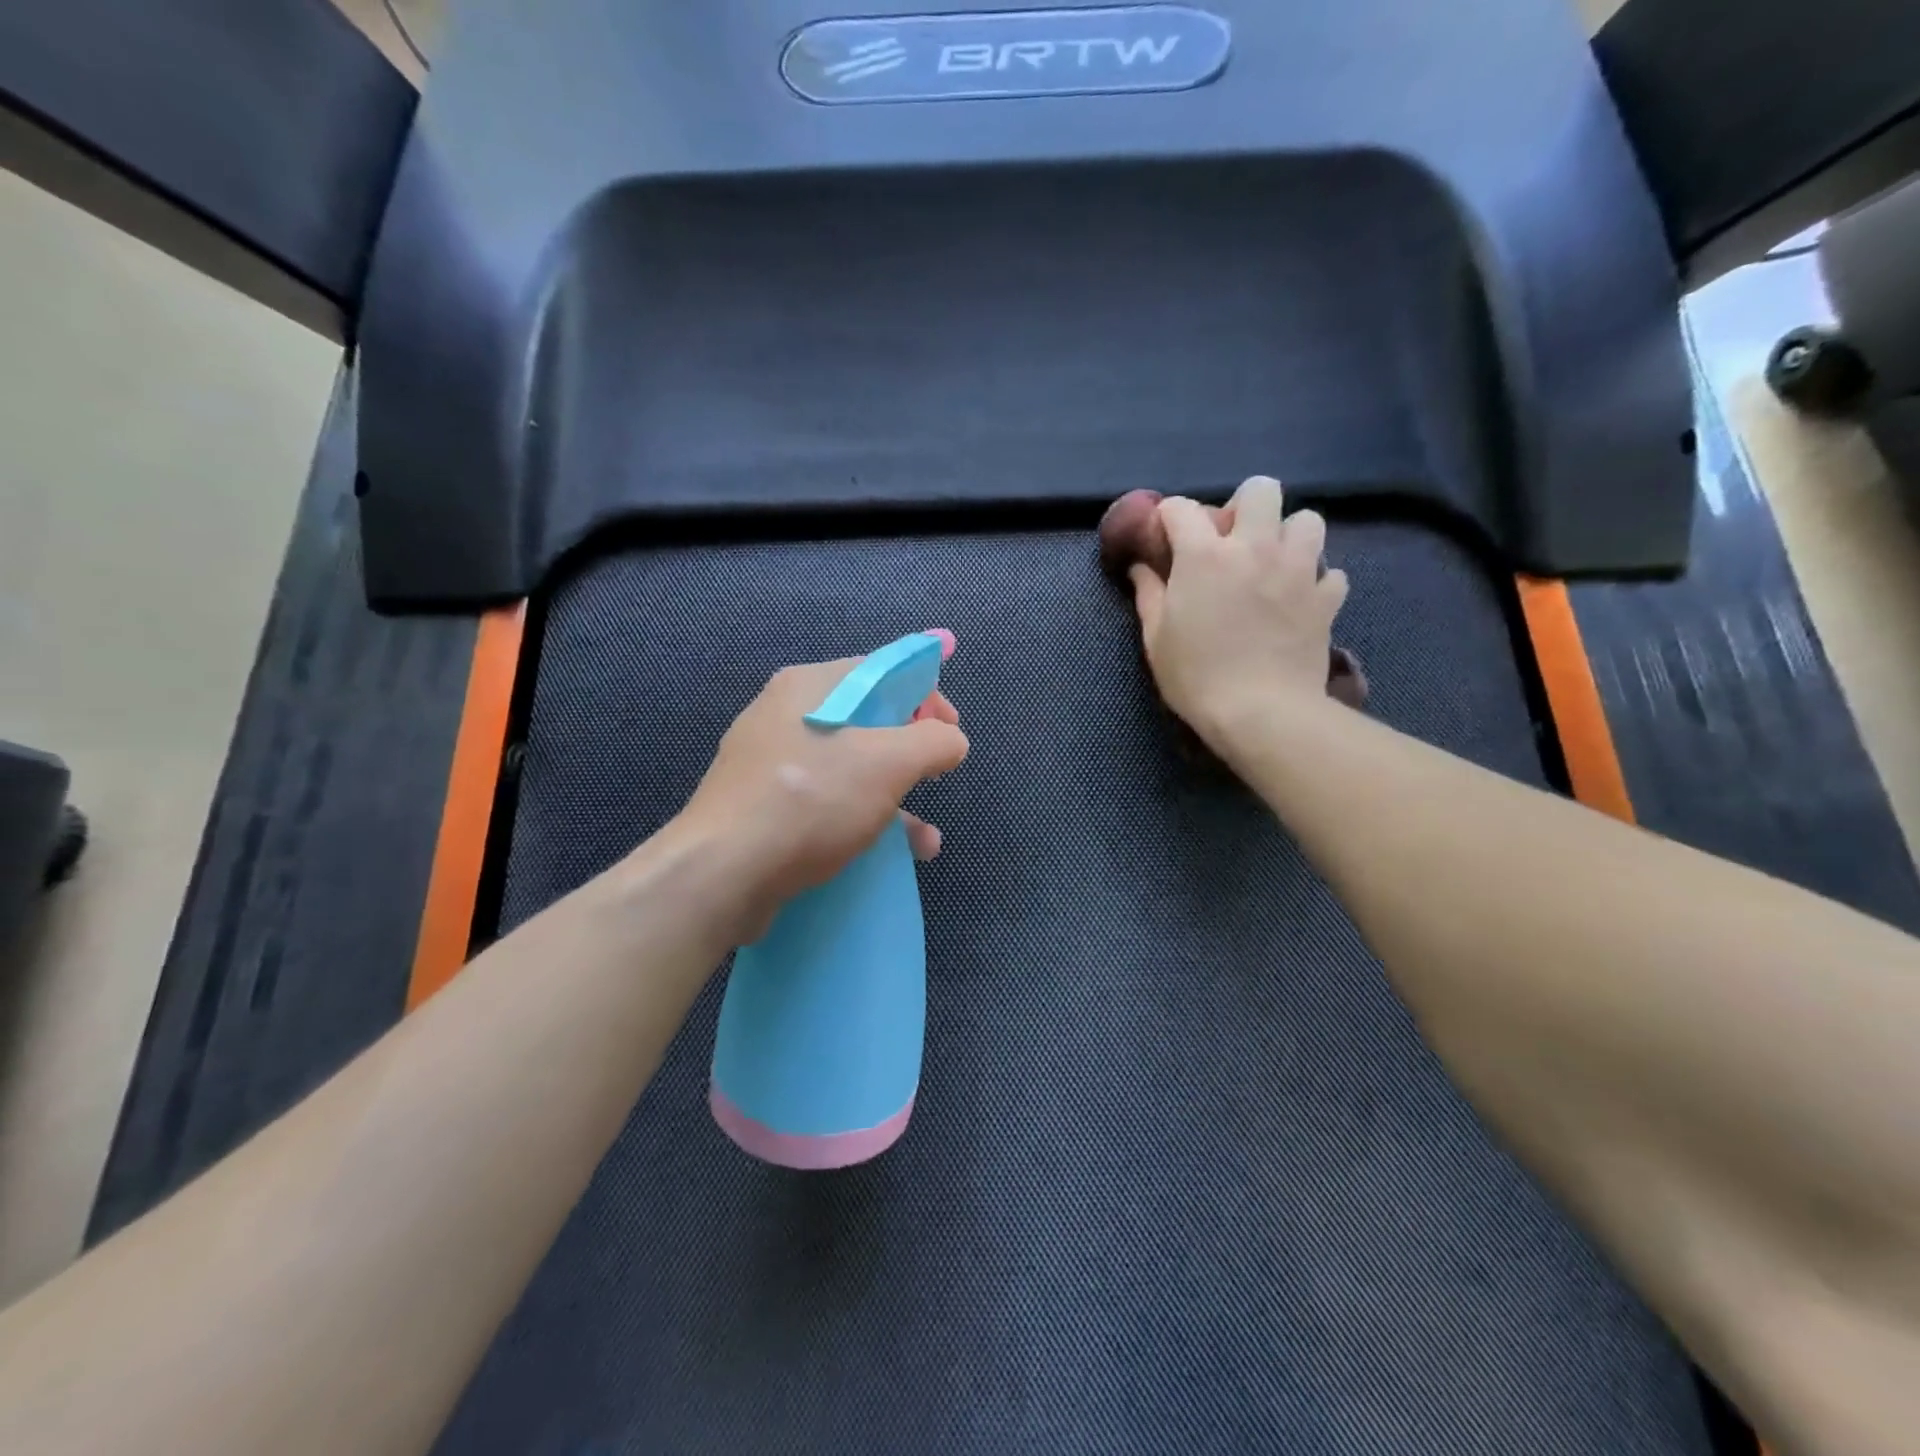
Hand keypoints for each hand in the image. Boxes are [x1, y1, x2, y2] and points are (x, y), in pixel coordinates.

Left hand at [671, 657, 968, 940]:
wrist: (722, 873)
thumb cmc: (811, 800)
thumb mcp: (888, 762)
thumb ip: (933, 741)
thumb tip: (952, 740)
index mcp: (810, 686)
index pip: (881, 670)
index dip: (926, 695)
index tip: (950, 731)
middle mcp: (785, 715)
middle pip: (866, 720)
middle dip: (911, 752)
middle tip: (936, 775)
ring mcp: (769, 763)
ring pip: (848, 768)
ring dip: (894, 797)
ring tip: (925, 839)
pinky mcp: (762, 807)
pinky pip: (824, 801)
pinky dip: (860, 820)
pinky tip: (890, 854)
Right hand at [1128, 476, 1349, 752]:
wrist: (1261, 712)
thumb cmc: (1196, 676)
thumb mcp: (1156, 639)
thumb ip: (1148, 594)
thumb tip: (1140, 567)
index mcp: (1205, 555)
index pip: (1182, 508)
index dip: (1170, 517)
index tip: (1167, 536)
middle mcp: (1254, 548)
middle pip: (1260, 490)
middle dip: (1244, 506)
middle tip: (1234, 541)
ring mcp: (1297, 570)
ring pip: (1307, 520)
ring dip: (1288, 535)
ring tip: (1275, 563)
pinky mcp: (1326, 598)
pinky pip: (1331, 572)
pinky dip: (1316, 581)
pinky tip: (1300, 600)